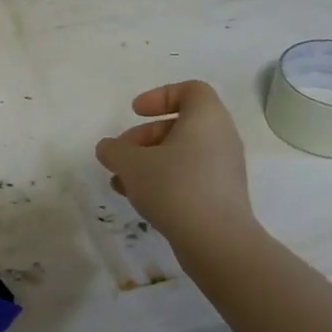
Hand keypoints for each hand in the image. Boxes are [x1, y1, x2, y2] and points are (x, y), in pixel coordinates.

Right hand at [95, 81, 254, 247]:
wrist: (216, 241)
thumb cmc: (174, 187)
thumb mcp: (132, 164)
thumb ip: (114, 150)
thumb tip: (108, 147)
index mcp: (207, 118)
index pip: (190, 90)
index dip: (160, 96)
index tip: (135, 113)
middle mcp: (221, 137)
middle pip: (181, 124)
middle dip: (145, 136)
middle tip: (121, 152)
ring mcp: (224, 168)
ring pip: (182, 153)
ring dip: (149, 161)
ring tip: (121, 181)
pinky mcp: (221, 195)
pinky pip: (189, 176)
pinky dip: (163, 179)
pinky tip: (138, 198)